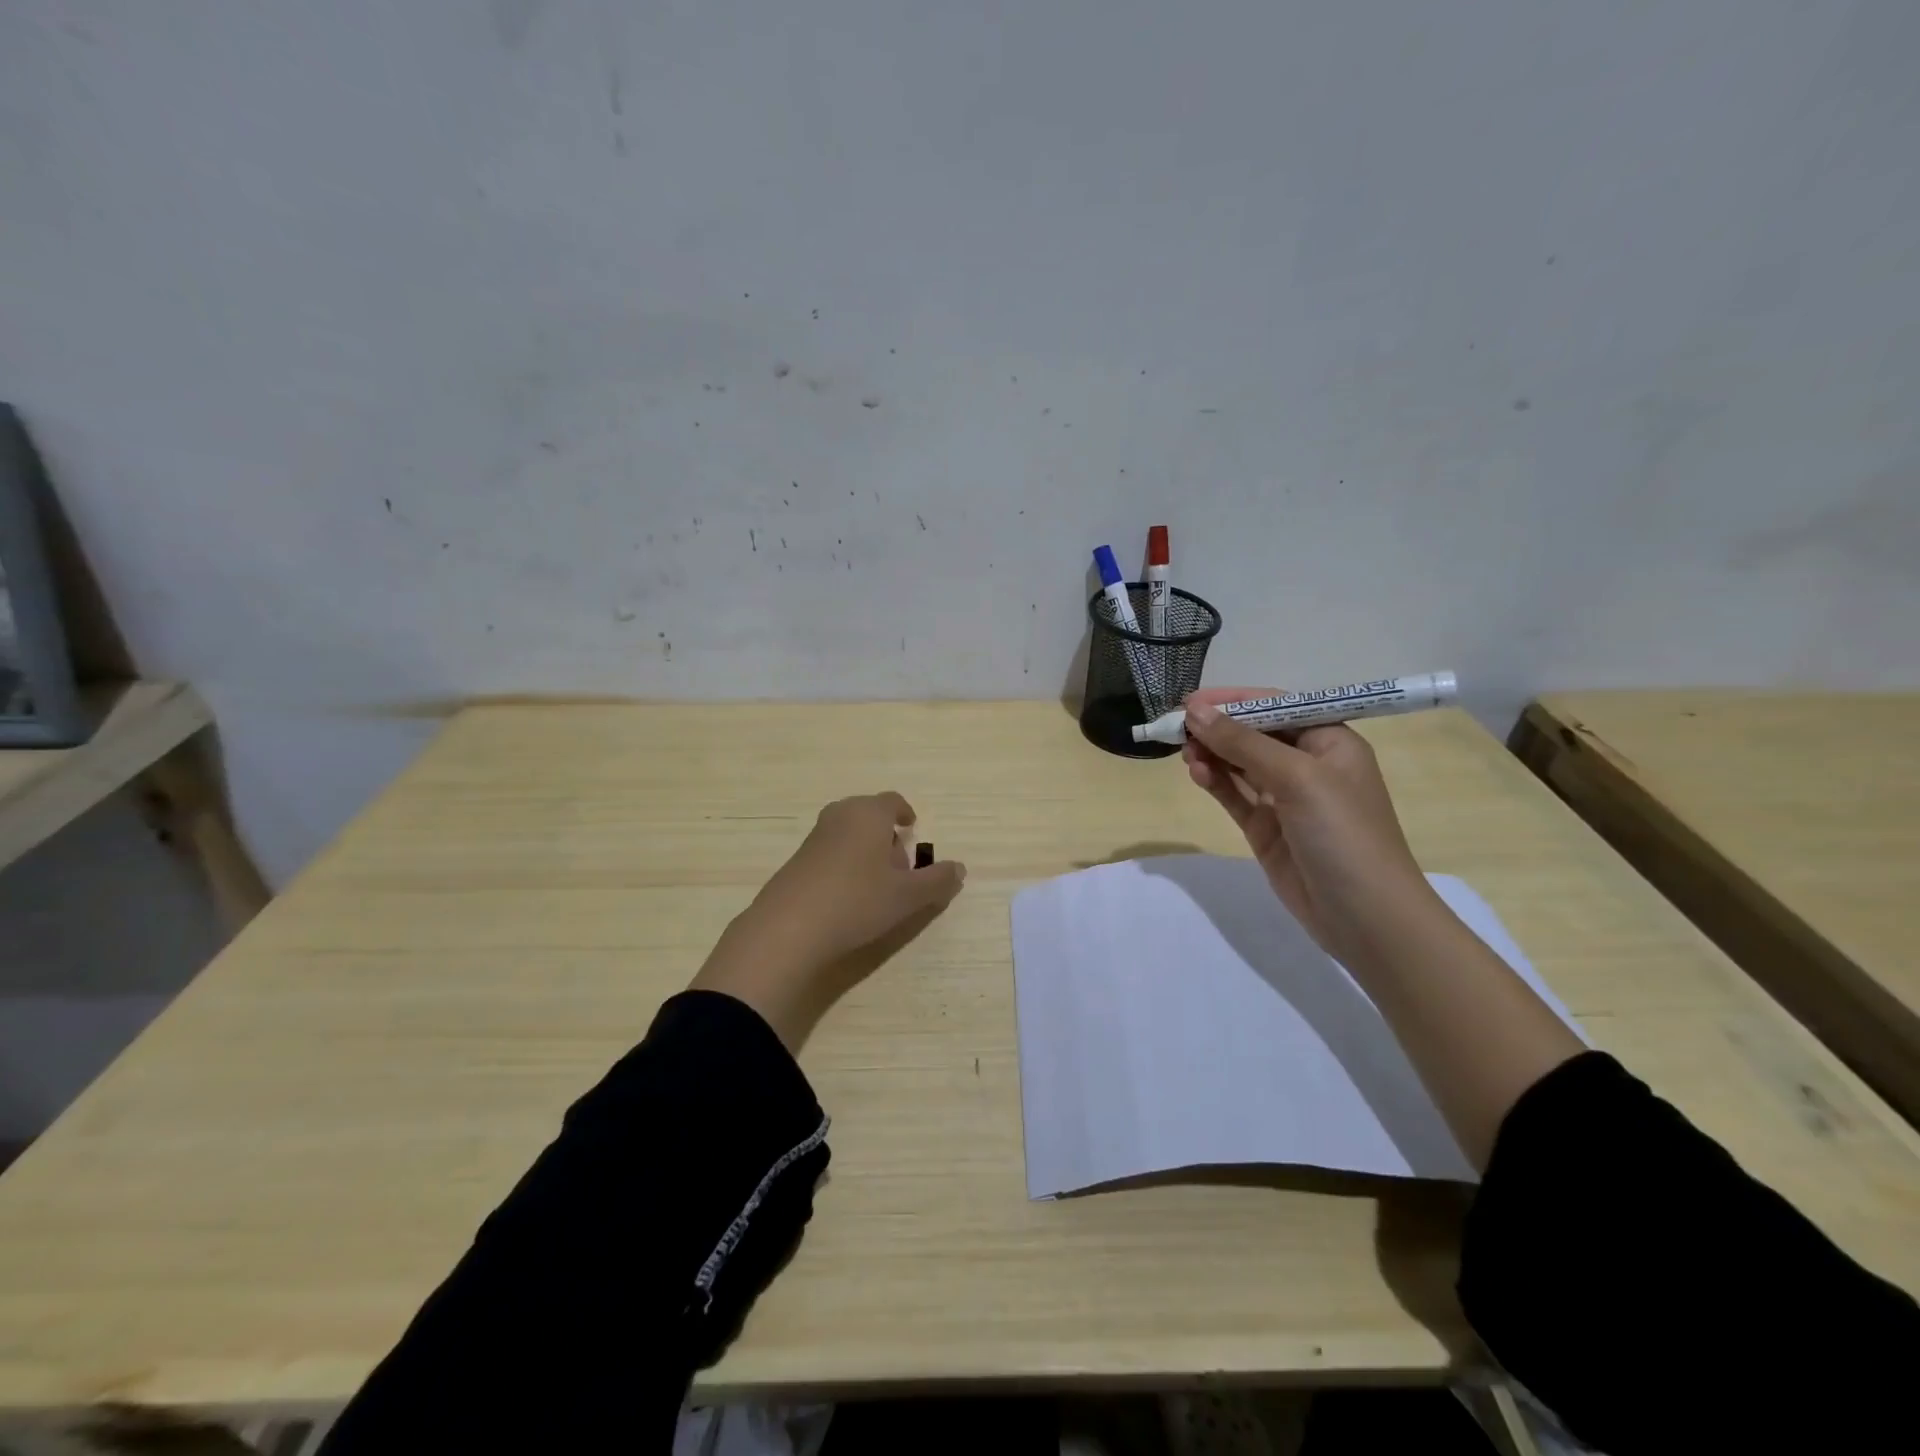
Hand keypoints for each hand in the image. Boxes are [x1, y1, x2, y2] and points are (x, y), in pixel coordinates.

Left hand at [691, 793, 965, 1049]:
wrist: (789, 928)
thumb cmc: (857, 901)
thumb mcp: (908, 896)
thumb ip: (937, 881)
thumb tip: (959, 868)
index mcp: (869, 814)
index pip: (892, 801)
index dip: (905, 813)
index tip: (912, 828)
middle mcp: (840, 816)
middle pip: (868, 815)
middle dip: (886, 834)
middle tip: (900, 864)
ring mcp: (814, 837)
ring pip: (848, 833)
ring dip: (865, 850)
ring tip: (877, 884)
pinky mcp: (796, 860)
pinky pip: (830, 851)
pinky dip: (844, 863)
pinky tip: (847, 896)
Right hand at [1182, 689, 1443, 970]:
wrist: (1364, 916)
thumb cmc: (1342, 833)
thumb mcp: (1297, 778)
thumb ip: (1243, 743)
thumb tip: (1195, 711)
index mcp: (1330, 742)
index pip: (1276, 707)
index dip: (1234, 700)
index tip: (1191, 701)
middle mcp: (1308, 765)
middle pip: (1254, 734)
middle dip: (1218, 728)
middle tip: (1177, 728)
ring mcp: (1286, 799)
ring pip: (1240, 764)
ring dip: (1212, 754)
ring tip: (1185, 753)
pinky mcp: (1267, 828)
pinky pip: (1235, 795)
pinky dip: (1215, 782)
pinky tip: (1196, 773)